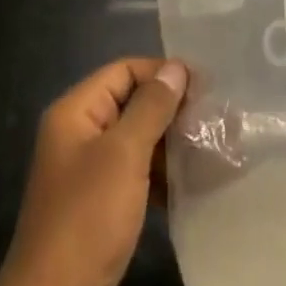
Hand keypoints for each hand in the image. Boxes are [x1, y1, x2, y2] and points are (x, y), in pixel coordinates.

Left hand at [0, 58, 188, 285]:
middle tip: (210, 121)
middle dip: (169, 110)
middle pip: (129, 104)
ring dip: (167, 144)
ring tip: (205, 152)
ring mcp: (85, 173)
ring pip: (134, 141)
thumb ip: (151, 108)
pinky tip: (186, 185)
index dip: (162, 73)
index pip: (124, 71)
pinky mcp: (96, 207)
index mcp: (75, 111)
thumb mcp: (123, 156)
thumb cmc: (87, 219)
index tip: (204, 87)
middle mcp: (78, 134)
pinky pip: (132, 175)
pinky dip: (157, 176)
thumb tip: (176, 67)